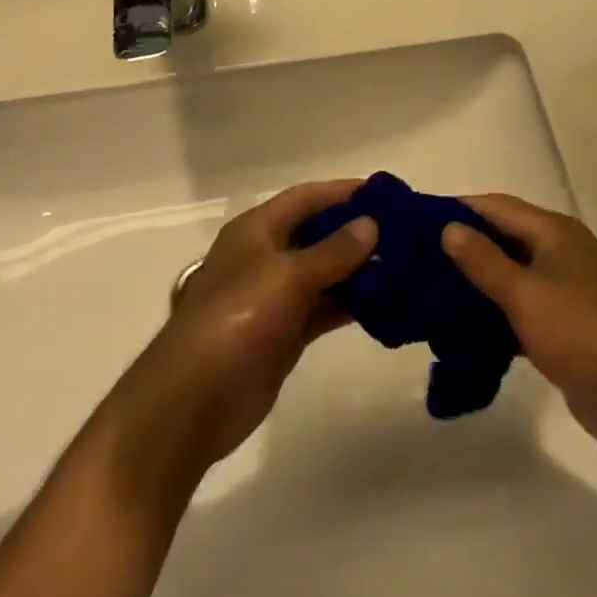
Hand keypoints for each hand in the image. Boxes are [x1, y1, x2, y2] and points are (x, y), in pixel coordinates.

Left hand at [107, 180, 377, 478]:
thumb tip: (371, 224)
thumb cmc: (234, 321)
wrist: (190, 404)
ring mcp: (274, 297)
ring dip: (358, 270)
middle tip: (406, 232)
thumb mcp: (286, 278)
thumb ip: (332, 251)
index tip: (387, 194)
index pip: (307, 197)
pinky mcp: (283, 334)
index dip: (344, 192)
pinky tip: (386, 303)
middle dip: (357, 231)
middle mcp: (266, 256)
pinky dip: (351, 303)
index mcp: (257, 230)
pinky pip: (323, 308)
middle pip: (318, 233)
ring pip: (324, 273)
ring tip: (404, 266)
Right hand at [442, 196, 596, 490]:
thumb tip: (449, 226)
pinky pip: (524, 302)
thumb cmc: (576, 332)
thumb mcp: (523, 293)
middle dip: (467, 244)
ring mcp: (567, 286)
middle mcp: (562, 249)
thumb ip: (484, 260)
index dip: (460, 209)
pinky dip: (498, 307)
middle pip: (506, 235)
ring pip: (513, 271)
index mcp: (555, 230)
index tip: (419, 220)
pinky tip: (468, 324)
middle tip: (422, 258)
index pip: (498, 206)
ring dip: (480, 278)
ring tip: (436, 290)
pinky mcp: (567, 321)